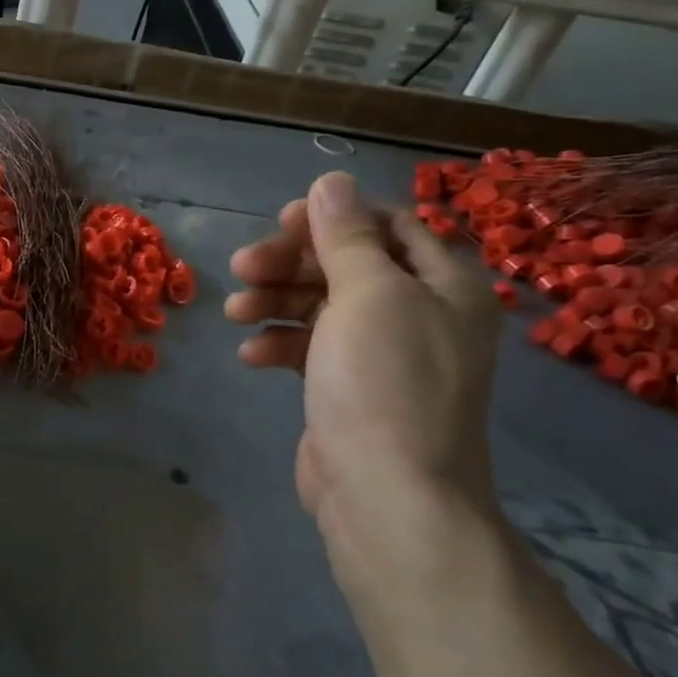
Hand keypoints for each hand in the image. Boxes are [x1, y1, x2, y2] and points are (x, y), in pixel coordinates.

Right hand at [225, 172, 499, 550]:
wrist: (387, 496)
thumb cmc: (383, 384)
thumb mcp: (366, 296)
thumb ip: (346, 236)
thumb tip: (333, 180)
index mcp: (442, 284)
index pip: (388, 225)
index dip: (333, 217)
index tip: (282, 222)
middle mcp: (418, 312)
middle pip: (346, 264)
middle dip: (290, 263)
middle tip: (241, 267)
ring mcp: (383, 353)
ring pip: (321, 305)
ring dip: (275, 302)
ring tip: (235, 313)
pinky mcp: (350, 387)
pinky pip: (311, 347)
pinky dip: (280, 345)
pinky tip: (251, 357)